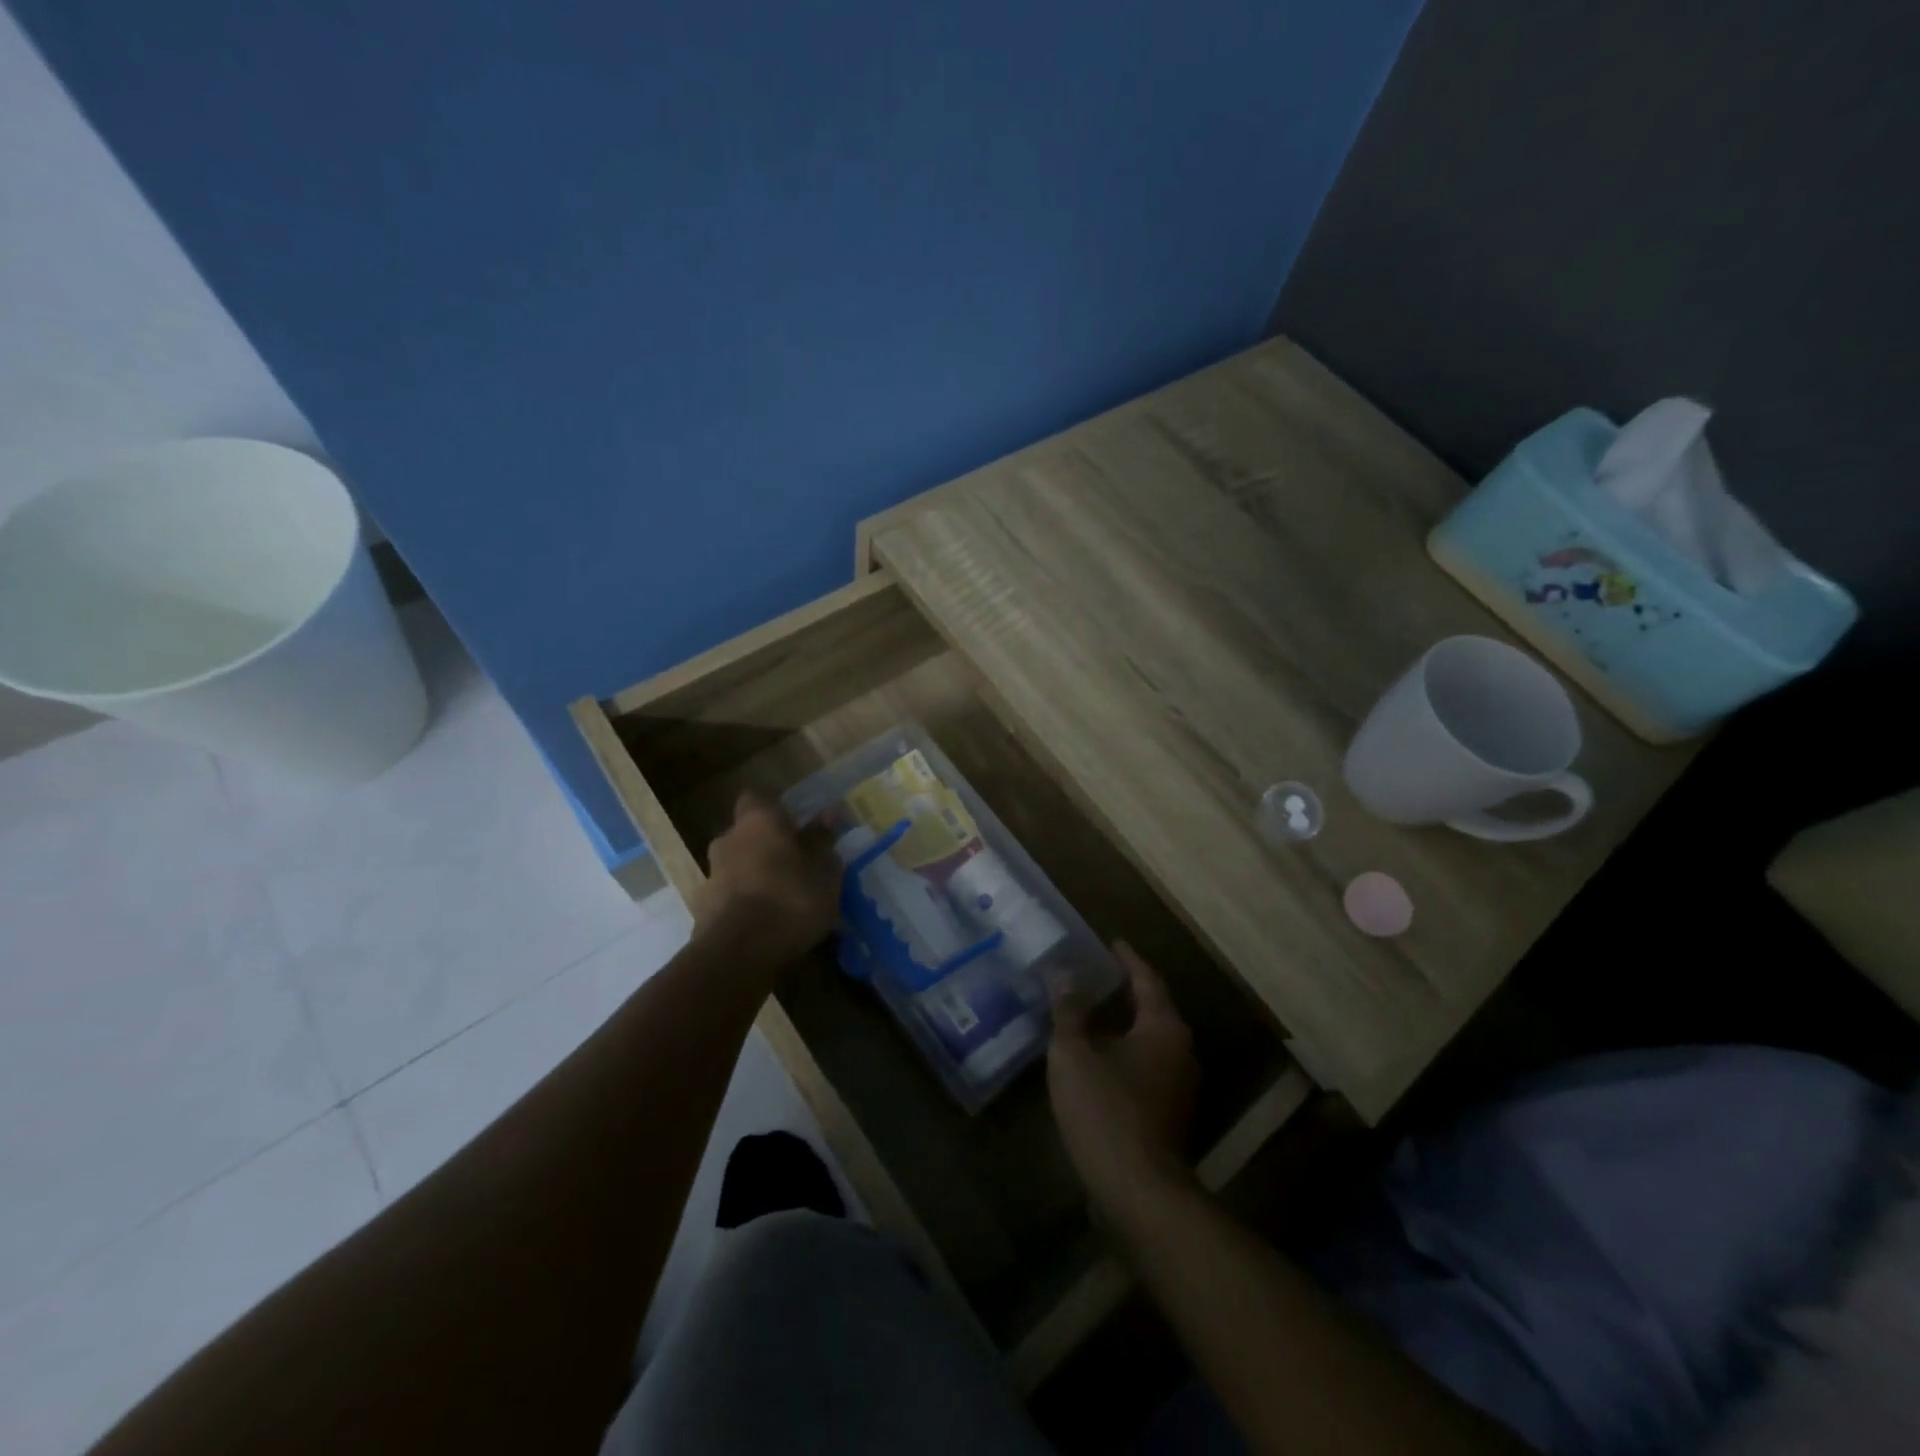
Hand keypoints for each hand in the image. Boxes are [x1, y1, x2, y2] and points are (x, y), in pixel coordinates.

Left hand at [696, 792, 840, 959]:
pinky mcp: (703, 908)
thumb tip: (830, 814)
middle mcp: (728, 839)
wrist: (737, 954)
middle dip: (768, 846)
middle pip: (748, 833)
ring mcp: (711, 874)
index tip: (797, 825)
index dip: (777, 809)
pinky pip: (731, 896)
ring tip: (785, 900)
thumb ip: (823, 841)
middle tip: (797, 865)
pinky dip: (746, 903)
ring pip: (739, 865)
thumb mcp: (824, 871)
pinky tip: (767, 924)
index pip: (758, 798)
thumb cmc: (790, 899)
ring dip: (757, 876)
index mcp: (758, 820)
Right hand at [1048, 942, 1198, 1210]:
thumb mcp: (1074, 1054)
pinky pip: (1146, 1067)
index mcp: (1163, 1027)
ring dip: (1123, 1025)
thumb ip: (1069, 1011)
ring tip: (1090, 1013)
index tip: (1111, 942)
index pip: (1146, 979)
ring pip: (1149, 1041)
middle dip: (1125, 991)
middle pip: (1153, 1009)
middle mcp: (1181, 1050)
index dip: (1127, 959)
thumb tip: (1063, 974)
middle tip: (1095, 974)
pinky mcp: (1170, 1114)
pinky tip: (1097, 1058)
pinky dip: (1123, 1053)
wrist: (1138, 1192)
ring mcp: (1180, 1086)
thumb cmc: (1105, 1110)